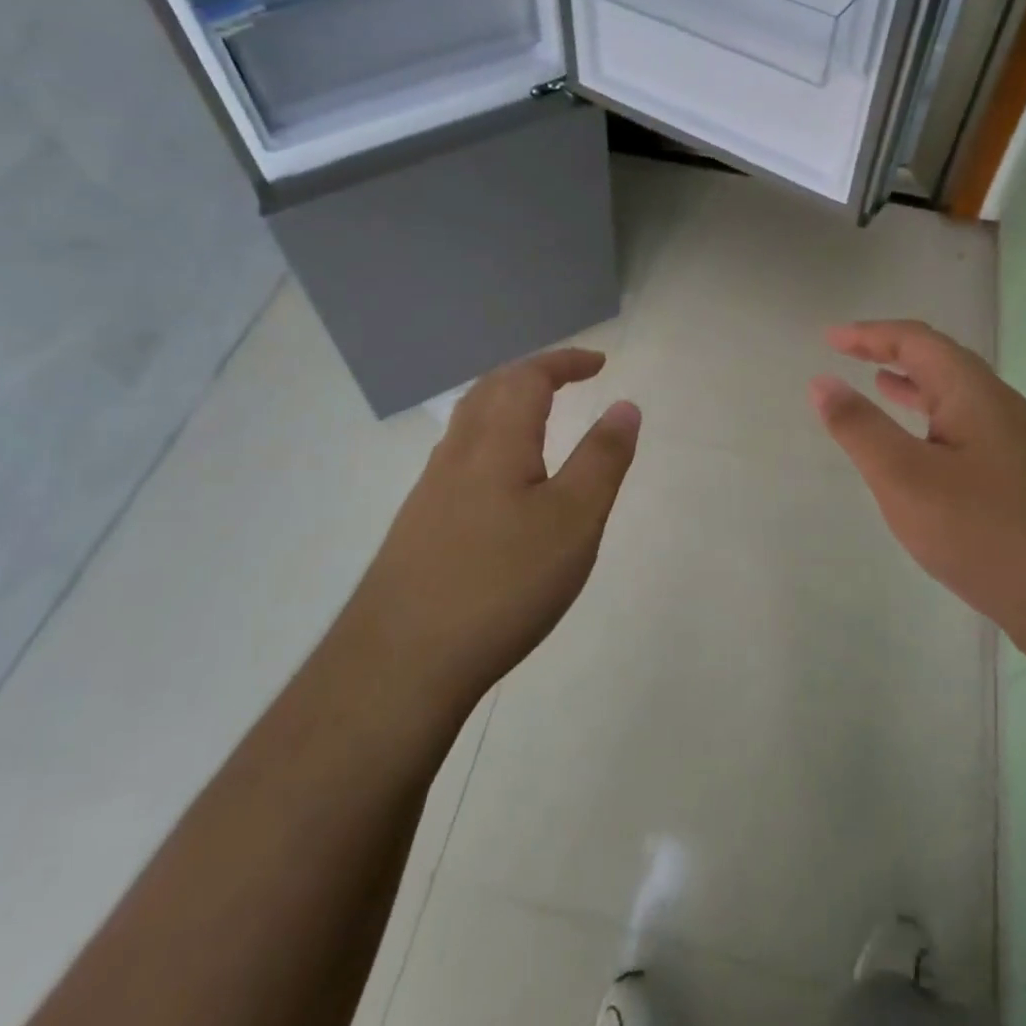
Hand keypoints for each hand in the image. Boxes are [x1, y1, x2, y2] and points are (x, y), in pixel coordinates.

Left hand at [352, 349, 640, 712]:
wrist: (400, 663)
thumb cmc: (502, 582)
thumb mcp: (574, 520)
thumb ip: (602, 459)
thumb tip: (625, 405)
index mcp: (496, 441)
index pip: (529, 377)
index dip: (565, 362)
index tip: (600, 364)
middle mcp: (457, 454)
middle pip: (491, 390)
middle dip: (532, 374)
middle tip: (568, 380)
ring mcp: (430, 492)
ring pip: (469, 425)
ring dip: (506, 405)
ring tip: (538, 419)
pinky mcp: (418, 527)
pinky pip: (459, 459)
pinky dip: (491, 443)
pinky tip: (501, 484)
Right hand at [809, 320, 1025, 660]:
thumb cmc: (984, 531)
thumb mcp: (905, 478)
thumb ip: (860, 428)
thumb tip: (821, 382)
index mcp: (974, 394)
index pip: (917, 341)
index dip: (871, 334)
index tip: (830, 338)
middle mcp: (1001, 407)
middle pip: (942, 362)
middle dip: (892, 352)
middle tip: (849, 354)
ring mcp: (1018, 443)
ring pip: (957, 397)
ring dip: (914, 386)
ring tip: (879, 386)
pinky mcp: (1024, 477)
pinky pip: (967, 428)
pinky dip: (932, 421)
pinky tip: (923, 449)